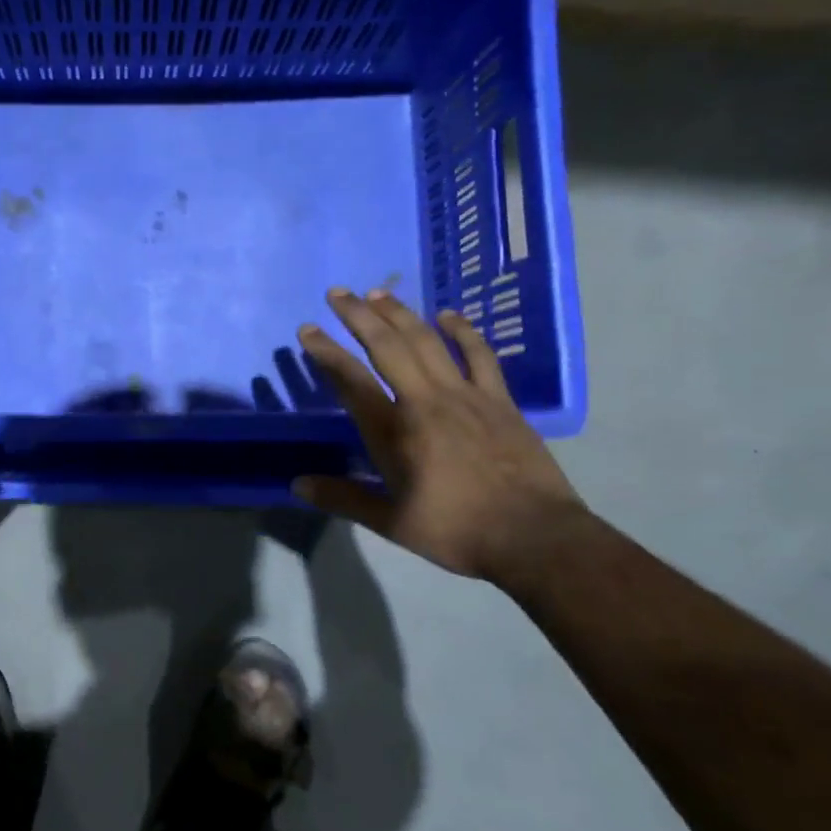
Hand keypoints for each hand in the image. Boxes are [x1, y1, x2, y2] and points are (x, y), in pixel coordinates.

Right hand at [294, 289, 585, 580]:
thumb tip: (297, 485)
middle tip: (338, 293)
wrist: (534, 537)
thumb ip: (343, 498)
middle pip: (386, 346)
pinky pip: (478, 355)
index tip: (308, 329)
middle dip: (358, 316)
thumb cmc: (456, 531)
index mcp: (394, 432)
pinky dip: (462, 331)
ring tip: (378, 293)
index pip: (351, 381)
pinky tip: (447, 315)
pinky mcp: (498, 400)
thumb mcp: (391, 522)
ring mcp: (465, 395)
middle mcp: (424, 401)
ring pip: (427, 341)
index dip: (326, 352)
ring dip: (400, 313)